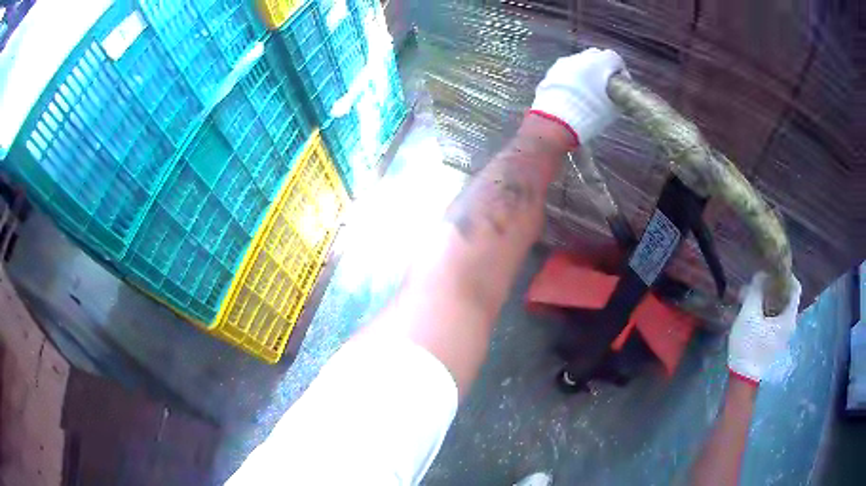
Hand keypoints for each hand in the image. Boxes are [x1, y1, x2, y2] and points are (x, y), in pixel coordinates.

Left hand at [530, 48, 627, 145]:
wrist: (558, 120)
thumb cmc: (591, 113)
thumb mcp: (613, 107)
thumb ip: (618, 95)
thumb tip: (619, 93)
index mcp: (600, 61)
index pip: (615, 59)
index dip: (620, 71)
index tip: (622, 84)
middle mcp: (581, 56)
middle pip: (596, 56)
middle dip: (602, 68)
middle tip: (605, 85)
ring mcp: (564, 62)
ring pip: (579, 62)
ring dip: (586, 72)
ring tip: (588, 91)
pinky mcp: (551, 71)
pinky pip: (566, 70)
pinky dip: (572, 78)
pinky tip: (573, 94)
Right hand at [728, 272, 801, 384]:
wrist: (743, 378)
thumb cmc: (748, 346)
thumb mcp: (749, 315)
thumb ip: (756, 291)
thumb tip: (761, 274)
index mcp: (789, 316)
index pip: (795, 286)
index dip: (786, 274)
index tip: (772, 269)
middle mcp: (790, 323)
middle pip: (786, 296)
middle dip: (771, 286)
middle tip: (756, 283)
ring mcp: (783, 334)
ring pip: (779, 307)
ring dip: (766, 299)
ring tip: (749, 297)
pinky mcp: (774, 340)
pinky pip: (774, 318)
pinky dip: (765, 310)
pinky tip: (751, 312)